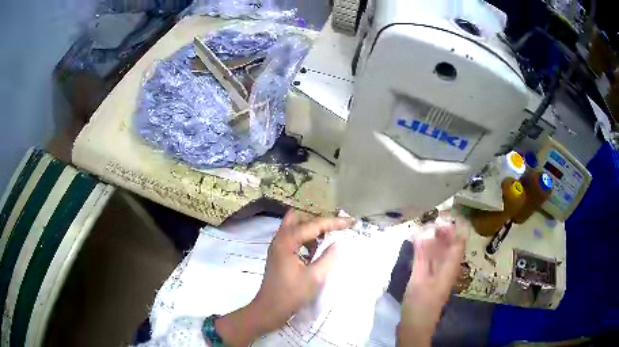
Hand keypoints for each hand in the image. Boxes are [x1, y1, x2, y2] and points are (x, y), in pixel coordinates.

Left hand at [214, 210, 352, 345]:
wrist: (269, 310)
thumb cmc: (291, 294)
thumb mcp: (315, 277)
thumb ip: (328, 257)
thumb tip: (338, 243)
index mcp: (287, 242)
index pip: (313, 225)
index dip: (334, 222)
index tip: (351, 221)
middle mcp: (280, 240)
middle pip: (298, 218)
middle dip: (317, 220)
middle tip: (333, 228)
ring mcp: (278, 247)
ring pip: (295, 228)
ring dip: (311, 231)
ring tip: (328, 239)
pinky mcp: (279, 256)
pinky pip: (293, 240)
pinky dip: (305, 241)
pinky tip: (316, 252)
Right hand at [397, 224, 464, 346]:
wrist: (415, 327)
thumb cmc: (420, 304)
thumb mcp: (419, 279)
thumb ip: (422, 256)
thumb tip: (424, 231)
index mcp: (450, 268)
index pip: (459, 242)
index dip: (453, 228)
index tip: (439, 217)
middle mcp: (448, 269)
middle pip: (451, 246)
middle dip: (442, 232)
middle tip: (427, 221)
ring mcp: (440, 276)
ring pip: (441, 253)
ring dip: (434, 241)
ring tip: (421, 230)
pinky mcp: (431, 281)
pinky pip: (433, 261)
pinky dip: (427, 252)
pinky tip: (417, 248)